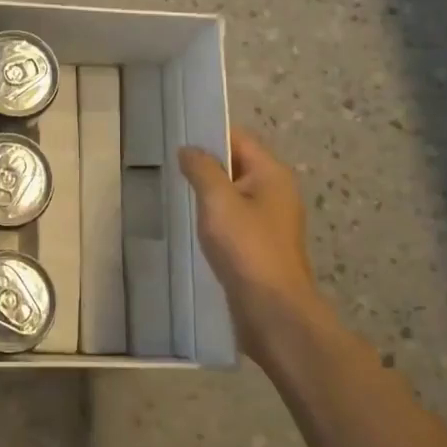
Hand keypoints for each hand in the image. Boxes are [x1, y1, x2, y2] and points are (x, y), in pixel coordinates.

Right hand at [179, 128, 339, 364]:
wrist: (273, 311)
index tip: (177, 140)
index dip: (210, 135)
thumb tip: (189, 149)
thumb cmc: (246, 248)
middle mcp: (276, 192)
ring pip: (234, 194)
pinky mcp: (261, 246)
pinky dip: (215, 218)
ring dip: (209, 194)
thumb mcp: (218, 201)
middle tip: (170, 167)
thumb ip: (202, 169)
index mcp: (272, 174)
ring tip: (176, 194)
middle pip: (238, 165)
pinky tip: (193, 226)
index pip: (239, 139)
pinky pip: (235, 220)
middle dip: (206, 165)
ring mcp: (271, 221)